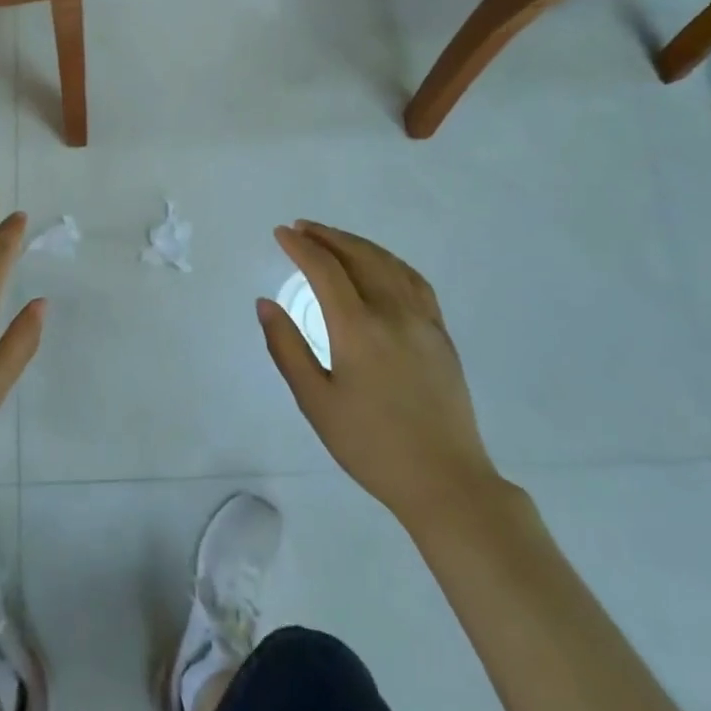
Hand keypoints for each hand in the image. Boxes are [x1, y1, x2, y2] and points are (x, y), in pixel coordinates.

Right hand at [259, 221, 500, 526]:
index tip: (281, 233)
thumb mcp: (316, 402)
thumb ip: (287, 348)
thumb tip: (265, 303)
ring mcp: (422, 320)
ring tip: (333, 239)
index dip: (300, 246)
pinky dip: (389, 261)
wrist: (445, 481)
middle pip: (358, 256)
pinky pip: (414, 281)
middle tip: (302, 228)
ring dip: (357, 244)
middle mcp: (392, 313)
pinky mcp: (440, 334)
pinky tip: (380, 264)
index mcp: (358, 328)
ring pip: (388, 263)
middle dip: (327, 237)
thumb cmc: (371, 445)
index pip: (325, 270)